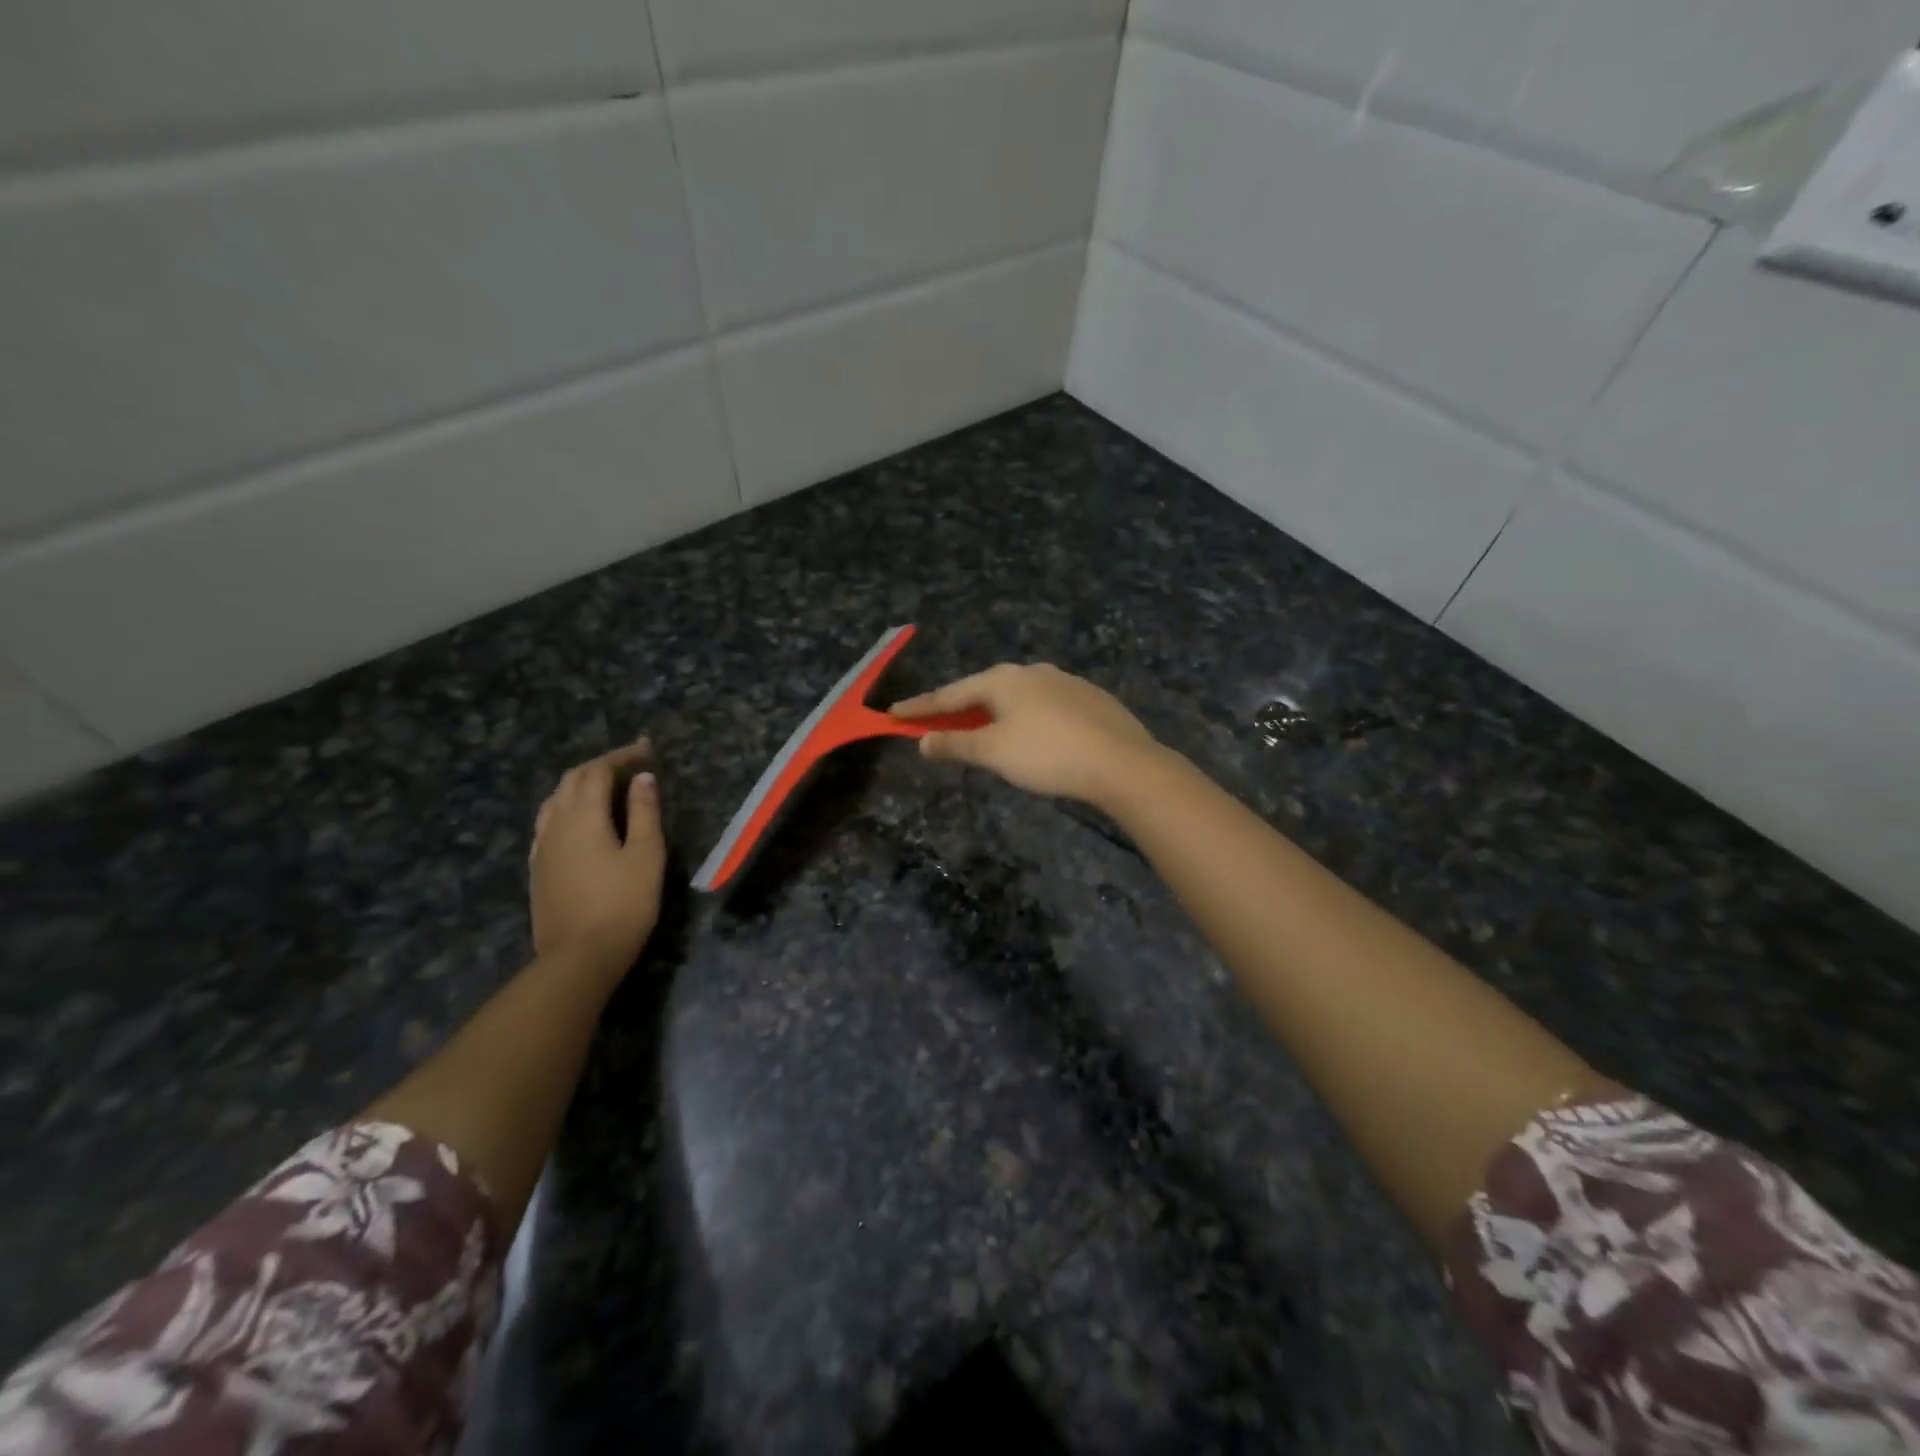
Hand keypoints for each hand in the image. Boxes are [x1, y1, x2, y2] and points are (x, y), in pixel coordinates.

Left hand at [530, 740, 665, 972]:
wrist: (579, 957)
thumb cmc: (623, 903)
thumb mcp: (646, 855)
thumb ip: (644, 812)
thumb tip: (642, 778)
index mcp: (583, 815)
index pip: (598, 771)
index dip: (622, 755)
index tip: (647, 749)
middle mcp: (555, 824)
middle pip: (572, 781)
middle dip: (601, 766)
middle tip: (630, 764)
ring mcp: (542, 847)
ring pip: (555, 800)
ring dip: (580, 785)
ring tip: (606, 788)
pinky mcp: (538, 868)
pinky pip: (548, 823)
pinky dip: (567, 808)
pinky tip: (580, 822)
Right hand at [891, 663, 1159, 805]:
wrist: (1123, 763)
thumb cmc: (1048, 755)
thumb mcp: (994, 752)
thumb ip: (955, 745)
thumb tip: (922, 742)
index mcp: (1003, 680)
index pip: (950, 694)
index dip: (920, 708)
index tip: (894, 714)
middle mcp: (1031, 672)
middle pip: (983, 690)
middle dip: (958, 708)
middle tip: (937, 723)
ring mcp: (1063, 681)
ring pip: (1015, 697)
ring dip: (992, 713)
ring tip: (982, 730)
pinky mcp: (1088, 698)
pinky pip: (1042, 705)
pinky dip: (1023, 717)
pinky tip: (1030, 734)